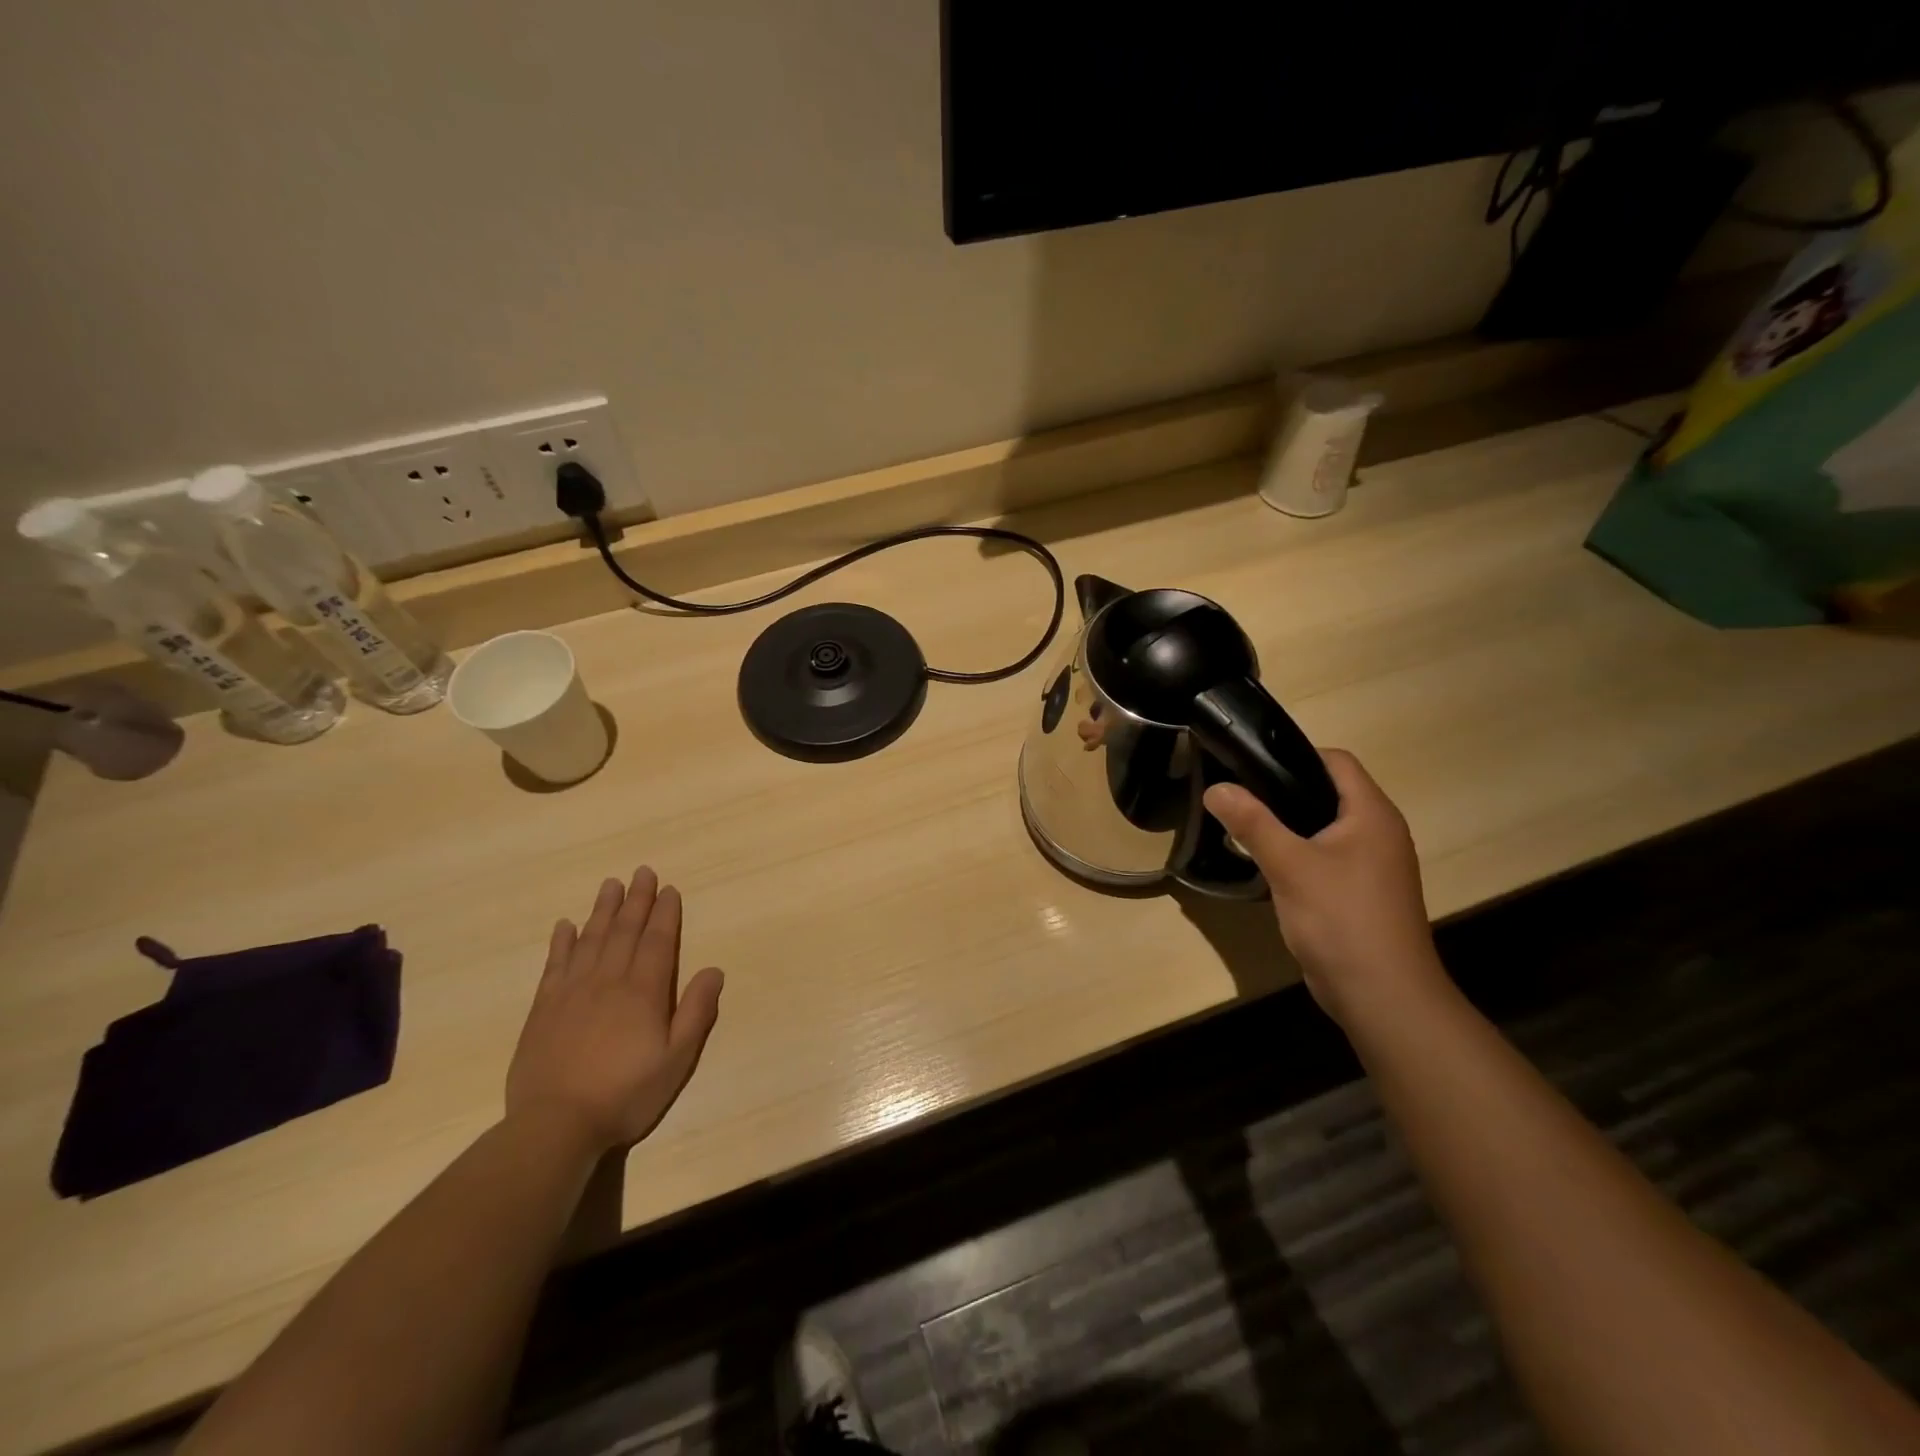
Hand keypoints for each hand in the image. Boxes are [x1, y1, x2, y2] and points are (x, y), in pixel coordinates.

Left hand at [506, 866, 723, 1152]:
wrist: (555, 1126)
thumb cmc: (626, 1094)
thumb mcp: (677, 1059)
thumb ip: (696, 1012)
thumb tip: (713, 969)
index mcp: (643, 992)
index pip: (657, 941)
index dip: (665, 913)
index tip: (669, 889)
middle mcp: (608, 981)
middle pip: (624, 931)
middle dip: (636, 900)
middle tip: (641, 872)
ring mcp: (572, 993)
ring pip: (590, 940)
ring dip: (602, 910)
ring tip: (610, 884)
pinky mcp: (543, 1009)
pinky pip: (555, 965)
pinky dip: (561, 942)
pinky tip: (565, 925)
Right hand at [1204, 750, 1446, 1028]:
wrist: (1382, 996)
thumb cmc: (1341, 919)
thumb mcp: (1289, 865)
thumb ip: (1252, 822)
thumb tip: (1215, 787)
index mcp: (1372, 814)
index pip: (1336, 761)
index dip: (1294, 753)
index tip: (1249, 763)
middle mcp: (1378, 832)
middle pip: (1328, 791)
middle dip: (1283, 788)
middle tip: (1237, 793)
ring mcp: (1372, 865)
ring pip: (1325, 826)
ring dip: (1288, 823)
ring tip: (1243, 823)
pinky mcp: (1360, 892)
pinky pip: (1326, 856)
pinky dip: (1298, 852)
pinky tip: (1266, 862)